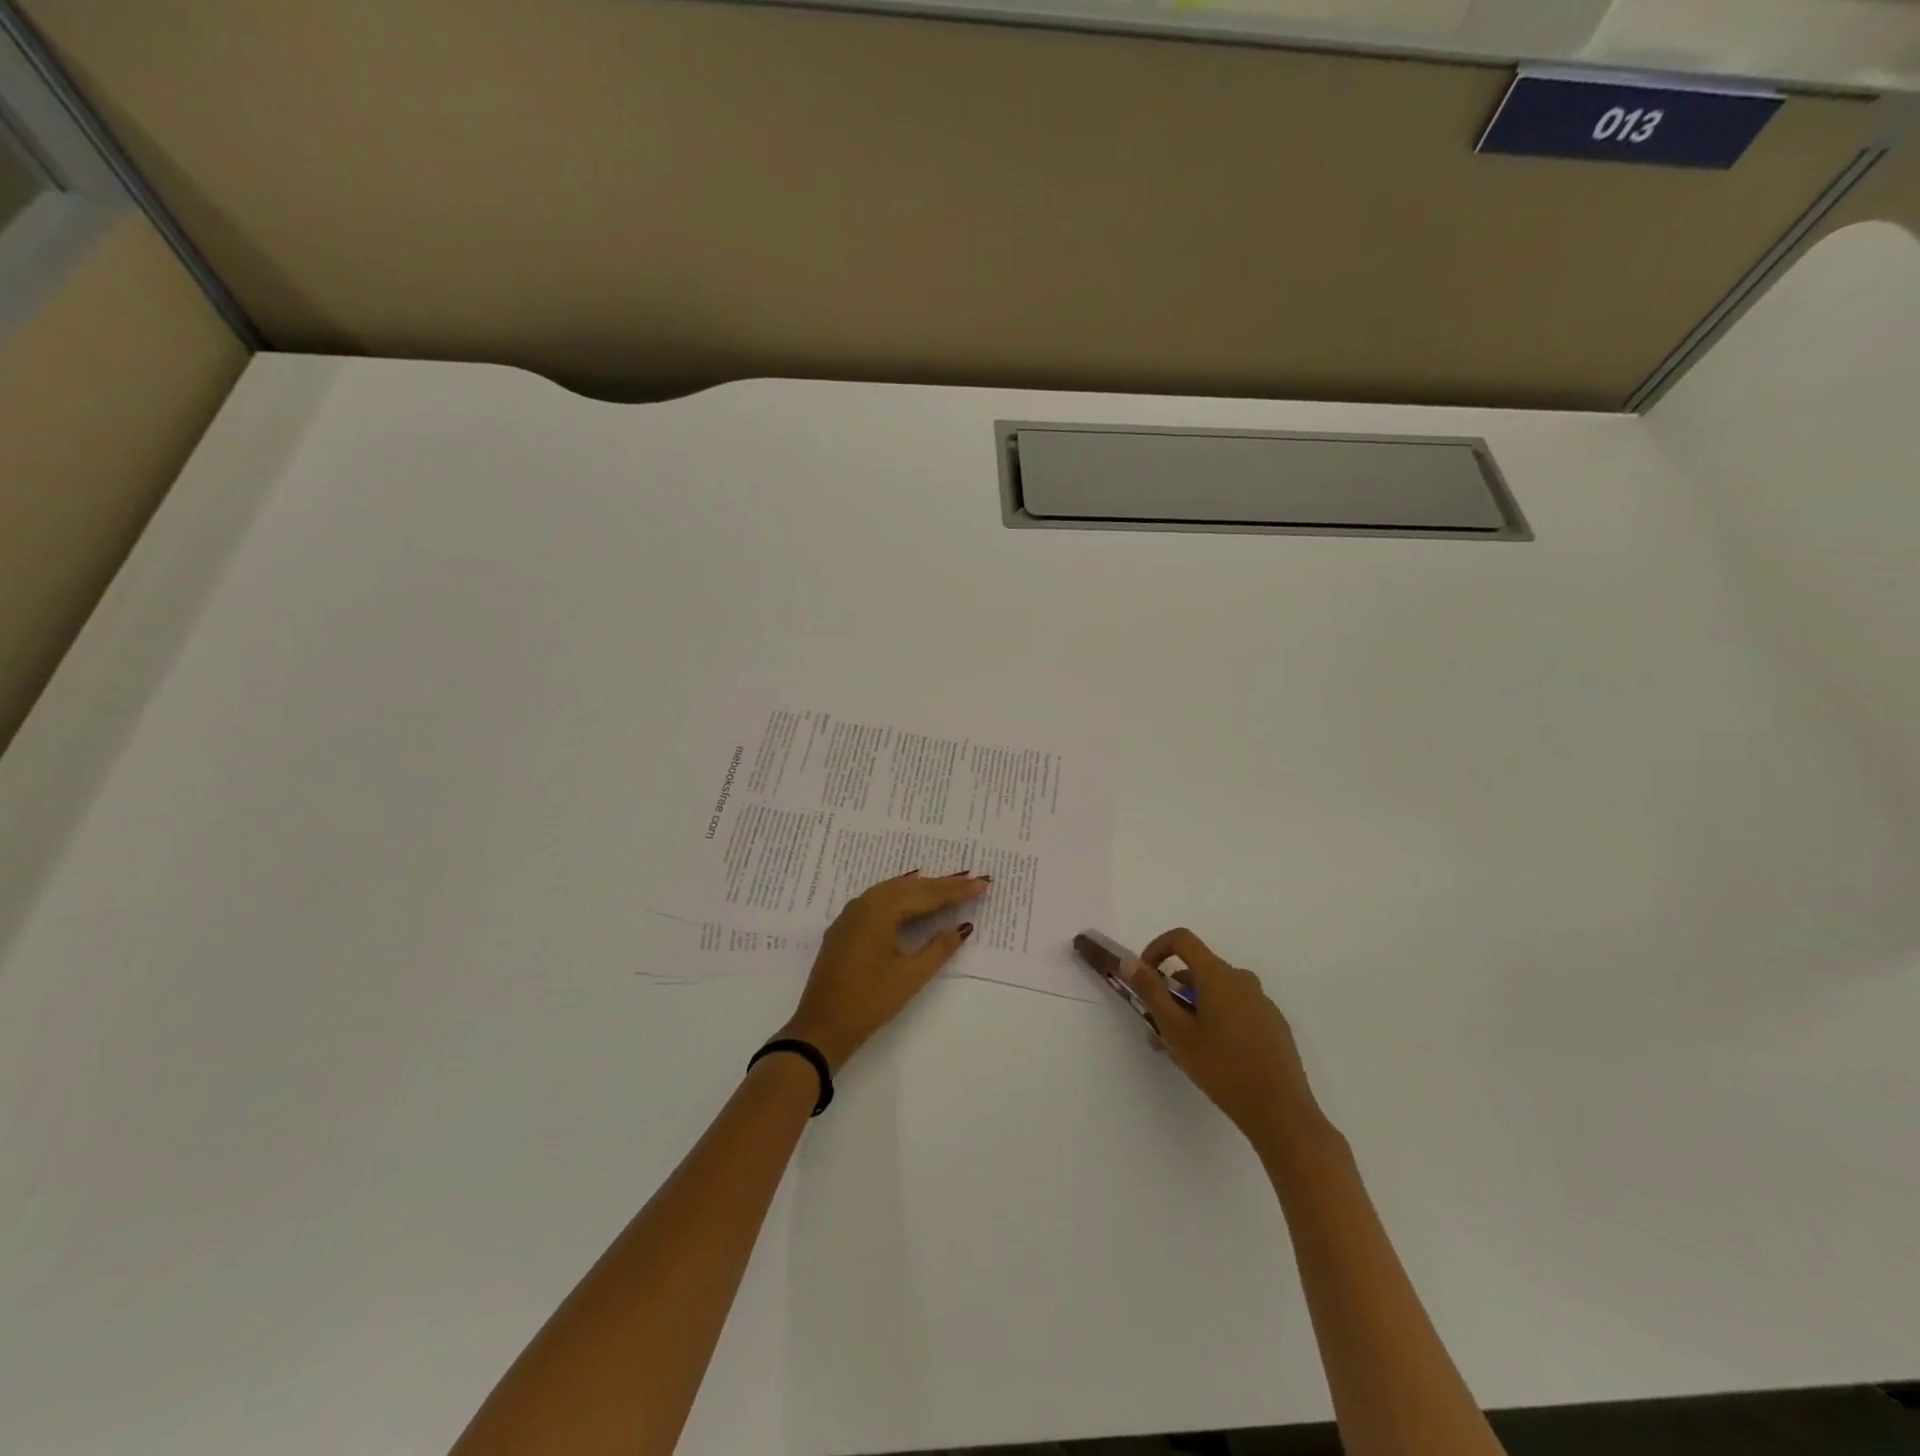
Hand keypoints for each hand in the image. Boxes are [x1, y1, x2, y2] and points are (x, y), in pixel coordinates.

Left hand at [776, 870, 990, 1071]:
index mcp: (879, 910)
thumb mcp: (910, 976)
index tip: (982, 884)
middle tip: (972, 882)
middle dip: (942, 885)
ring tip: (950, 889)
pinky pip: (879, 901)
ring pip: (893, 891)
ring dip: (922, 890)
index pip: (926, 894)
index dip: (956, 890)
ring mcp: (851, 915)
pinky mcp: (845, 928)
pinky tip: (913, 901)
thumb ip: (939, 948)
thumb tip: (961, 927)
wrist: (821, 1028)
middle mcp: (864, 903)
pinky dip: (902, 899)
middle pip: (909, 887)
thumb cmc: (868, 1001)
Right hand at [1127, 927, 1330, 1152]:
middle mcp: (1242, 980)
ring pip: (1216, 994)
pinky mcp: (1273, 1025)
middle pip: (1198, 971)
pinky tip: (1212, 1058)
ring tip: (1180, 1050)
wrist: (1280, 1112)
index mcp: (1218, 975)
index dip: (1157, 949)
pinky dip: (1216, 1021)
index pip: (1182, 939)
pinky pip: (1236, 1010)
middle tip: (1157, 1028)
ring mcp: (1261, 1002)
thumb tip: (1130, 961)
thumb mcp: (1177, 1031)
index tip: (1145, 977)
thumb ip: (1151, 992)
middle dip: (1172, 993)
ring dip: (1192, 1011)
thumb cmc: (1222, 1067)